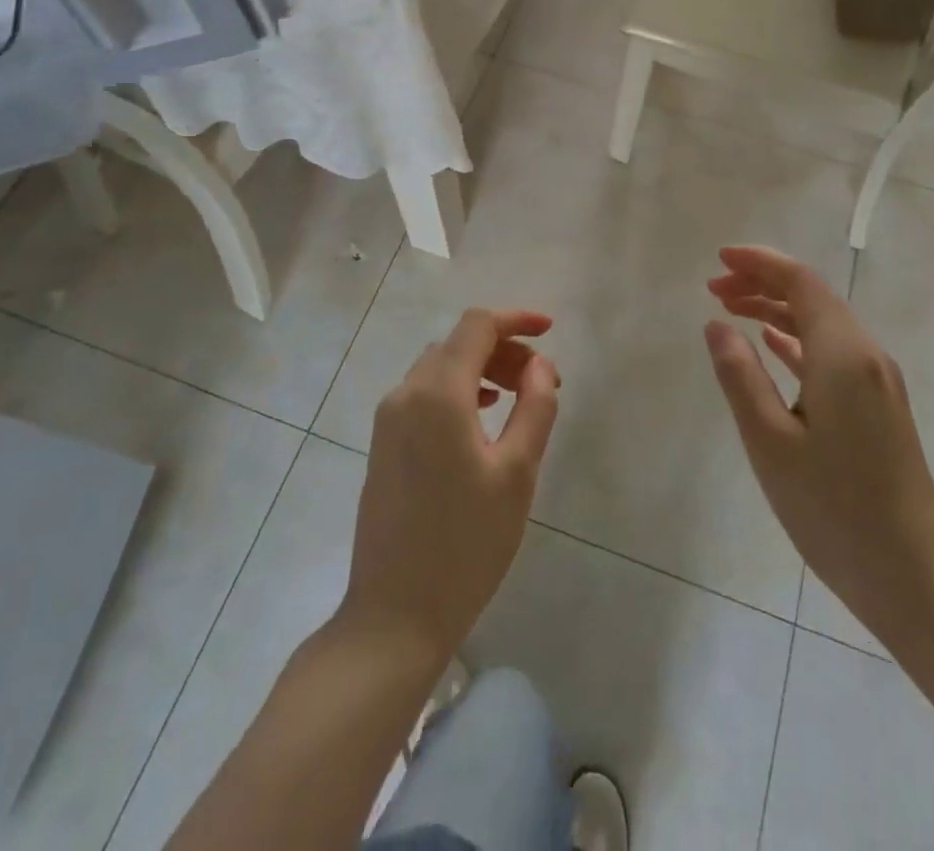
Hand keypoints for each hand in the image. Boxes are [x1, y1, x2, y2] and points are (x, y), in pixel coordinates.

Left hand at [341, 308, 559, 661]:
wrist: (394, 614)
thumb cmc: (466, 544)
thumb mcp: (517, 473)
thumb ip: (535, 407)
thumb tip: (540, 366)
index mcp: (438, 392)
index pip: (478, 326)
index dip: (516, 319)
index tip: (550, 330)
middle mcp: (406, 393)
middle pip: (459, 343)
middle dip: (504, 349)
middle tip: (543, 382)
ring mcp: (388, 418)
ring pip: (440, 366)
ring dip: (481, 369)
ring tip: (518, 397)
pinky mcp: (382, 443)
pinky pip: (424, 392)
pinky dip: (458, 389)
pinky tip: (481, 417)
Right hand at [704, 245, 933, 634]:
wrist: (915, 578)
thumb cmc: (834, 510)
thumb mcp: (770, 442)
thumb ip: (740, 375)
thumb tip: (717, 324)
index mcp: (842, 354)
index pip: (801, 282)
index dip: (759, 263)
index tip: (718, 260)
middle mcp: (866, 355)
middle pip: (812, 296)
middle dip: (763, 282)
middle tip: (714, 288)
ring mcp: (877, 382)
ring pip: (822, 323)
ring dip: (777, 309)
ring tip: (731, 309)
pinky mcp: (878, 407)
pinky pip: (831, 353)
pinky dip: (796, 339)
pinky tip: (772, 344)